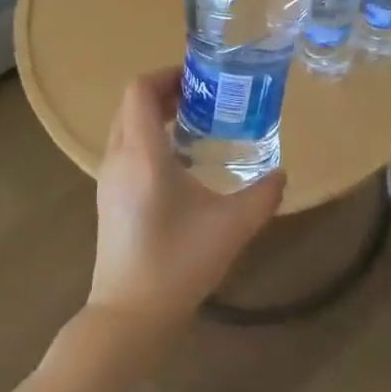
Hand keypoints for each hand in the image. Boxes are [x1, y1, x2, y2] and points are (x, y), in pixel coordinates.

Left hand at [88, 68, 287, 335]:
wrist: (129, 317)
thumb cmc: (178, 264)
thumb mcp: (232, 227)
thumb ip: (262, 196)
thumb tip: (282, 174)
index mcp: (142, 155)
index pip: (139, 90)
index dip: (166, 74)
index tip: (200, 78)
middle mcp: (118, 159)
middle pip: (131, 104)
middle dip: (165, 92)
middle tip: (205, 97)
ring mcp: (108, 180)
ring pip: (125, 127)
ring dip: (155, 115)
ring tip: (196, 123)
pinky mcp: (108, 198)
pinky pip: (125, 149)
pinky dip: (148, 138)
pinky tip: (181, 162)